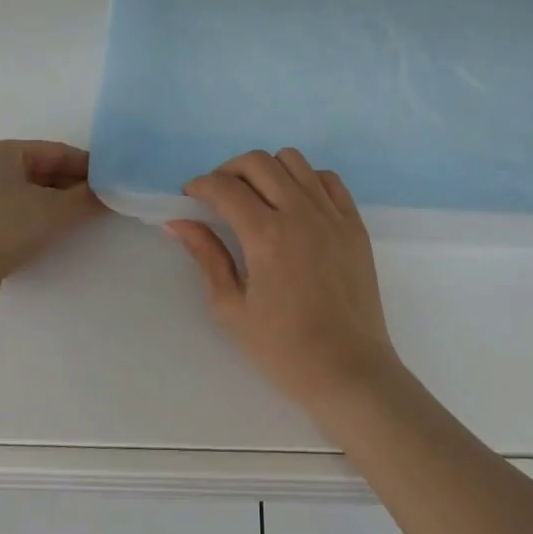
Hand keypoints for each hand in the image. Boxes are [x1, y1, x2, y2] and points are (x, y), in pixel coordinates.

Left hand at [0, 140, 105, 324]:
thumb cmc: (2, 228)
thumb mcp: (52, 211)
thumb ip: (85, 199)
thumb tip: (109, 193)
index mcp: (5, 153)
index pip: (57, 152)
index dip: (87, 167)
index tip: (114, 183)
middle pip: (45, 173)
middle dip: (75, 188)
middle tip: (106, 204)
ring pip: (33, 198)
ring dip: (59, 208)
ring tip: (86, 223)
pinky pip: (20, 219)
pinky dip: (41, 225)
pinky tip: (57, 239)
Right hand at [165, 148, 401, 413]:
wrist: (348, 372)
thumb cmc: (283, 349)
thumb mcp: (231, 308)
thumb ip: (206, 257)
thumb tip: (178, 222)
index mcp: (266, 235)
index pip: (225, 187)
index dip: (200, 185)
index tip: (190, 196)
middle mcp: (300, 212)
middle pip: (257, 162)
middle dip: (228, 170)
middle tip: (218, 195)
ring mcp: (332, 214)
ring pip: (293, 160)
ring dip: (267, 169)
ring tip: (257, 196)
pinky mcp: (354, 223)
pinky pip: (327, 179)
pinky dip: (305, 179)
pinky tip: (295, 204)